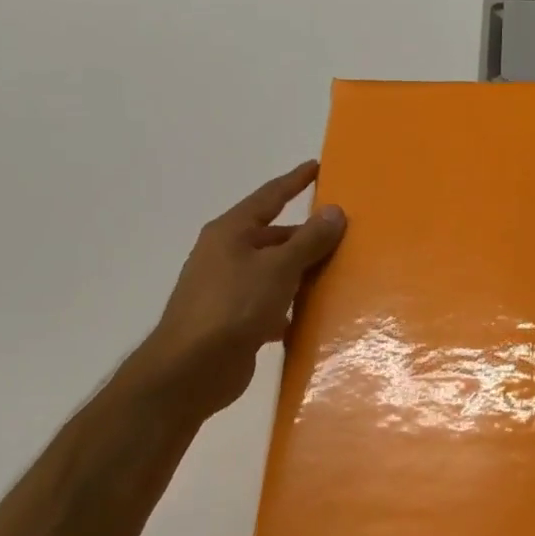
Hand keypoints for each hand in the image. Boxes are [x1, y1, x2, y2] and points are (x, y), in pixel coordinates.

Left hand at [135, 161, 345, 415]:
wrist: (191, 369)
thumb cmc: (234, 306)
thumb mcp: (278, 268)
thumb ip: (309, 240)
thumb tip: (335, 211)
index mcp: (231, 232)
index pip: (269, 197)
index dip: (294, 181)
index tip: (317, 166)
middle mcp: (226, 255)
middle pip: (274, 237)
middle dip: (306, 237)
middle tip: (343, 235)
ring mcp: (228, 289)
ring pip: (274, 273)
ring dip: (301, 274)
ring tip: (338, 275)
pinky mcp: (234, 321)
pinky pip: (270, 304)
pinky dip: (290, 307)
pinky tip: (312, 317)